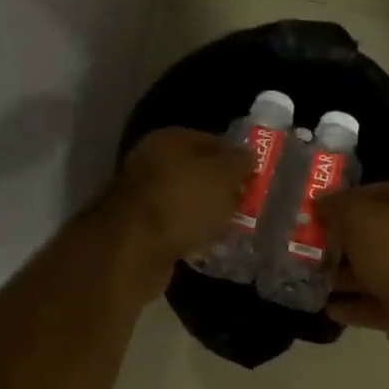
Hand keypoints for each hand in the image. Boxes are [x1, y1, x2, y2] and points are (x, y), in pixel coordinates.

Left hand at [96, 128, 251, 292]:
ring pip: (186, 203)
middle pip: (197, 173)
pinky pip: (174, 229)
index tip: (255, 180)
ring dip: (206, 216)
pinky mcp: (138, 230)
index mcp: (169, 139)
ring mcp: (142, 197)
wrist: (133, 249)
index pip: (212, 141)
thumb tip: (248, 156)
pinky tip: (205, 248)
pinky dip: (189, 236)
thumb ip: (240, 162)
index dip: (236, 159)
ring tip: (230, 230)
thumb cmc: (183, 202)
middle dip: (222, 190)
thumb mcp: (223, 175)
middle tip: (246, 207)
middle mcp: (151, 163)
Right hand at [318, 181, 388, 353]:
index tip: (317, 211)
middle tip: (308, 246)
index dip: (346, 199)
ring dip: (344, 276)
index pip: (377, 192)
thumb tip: (319, 201)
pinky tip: (327, 307)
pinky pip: (376, 304)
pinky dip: (353, 306)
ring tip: (311, 278)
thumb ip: (337, 206)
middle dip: (342, 241)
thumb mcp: (359, 216)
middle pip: (375, 235)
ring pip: (374, 271)